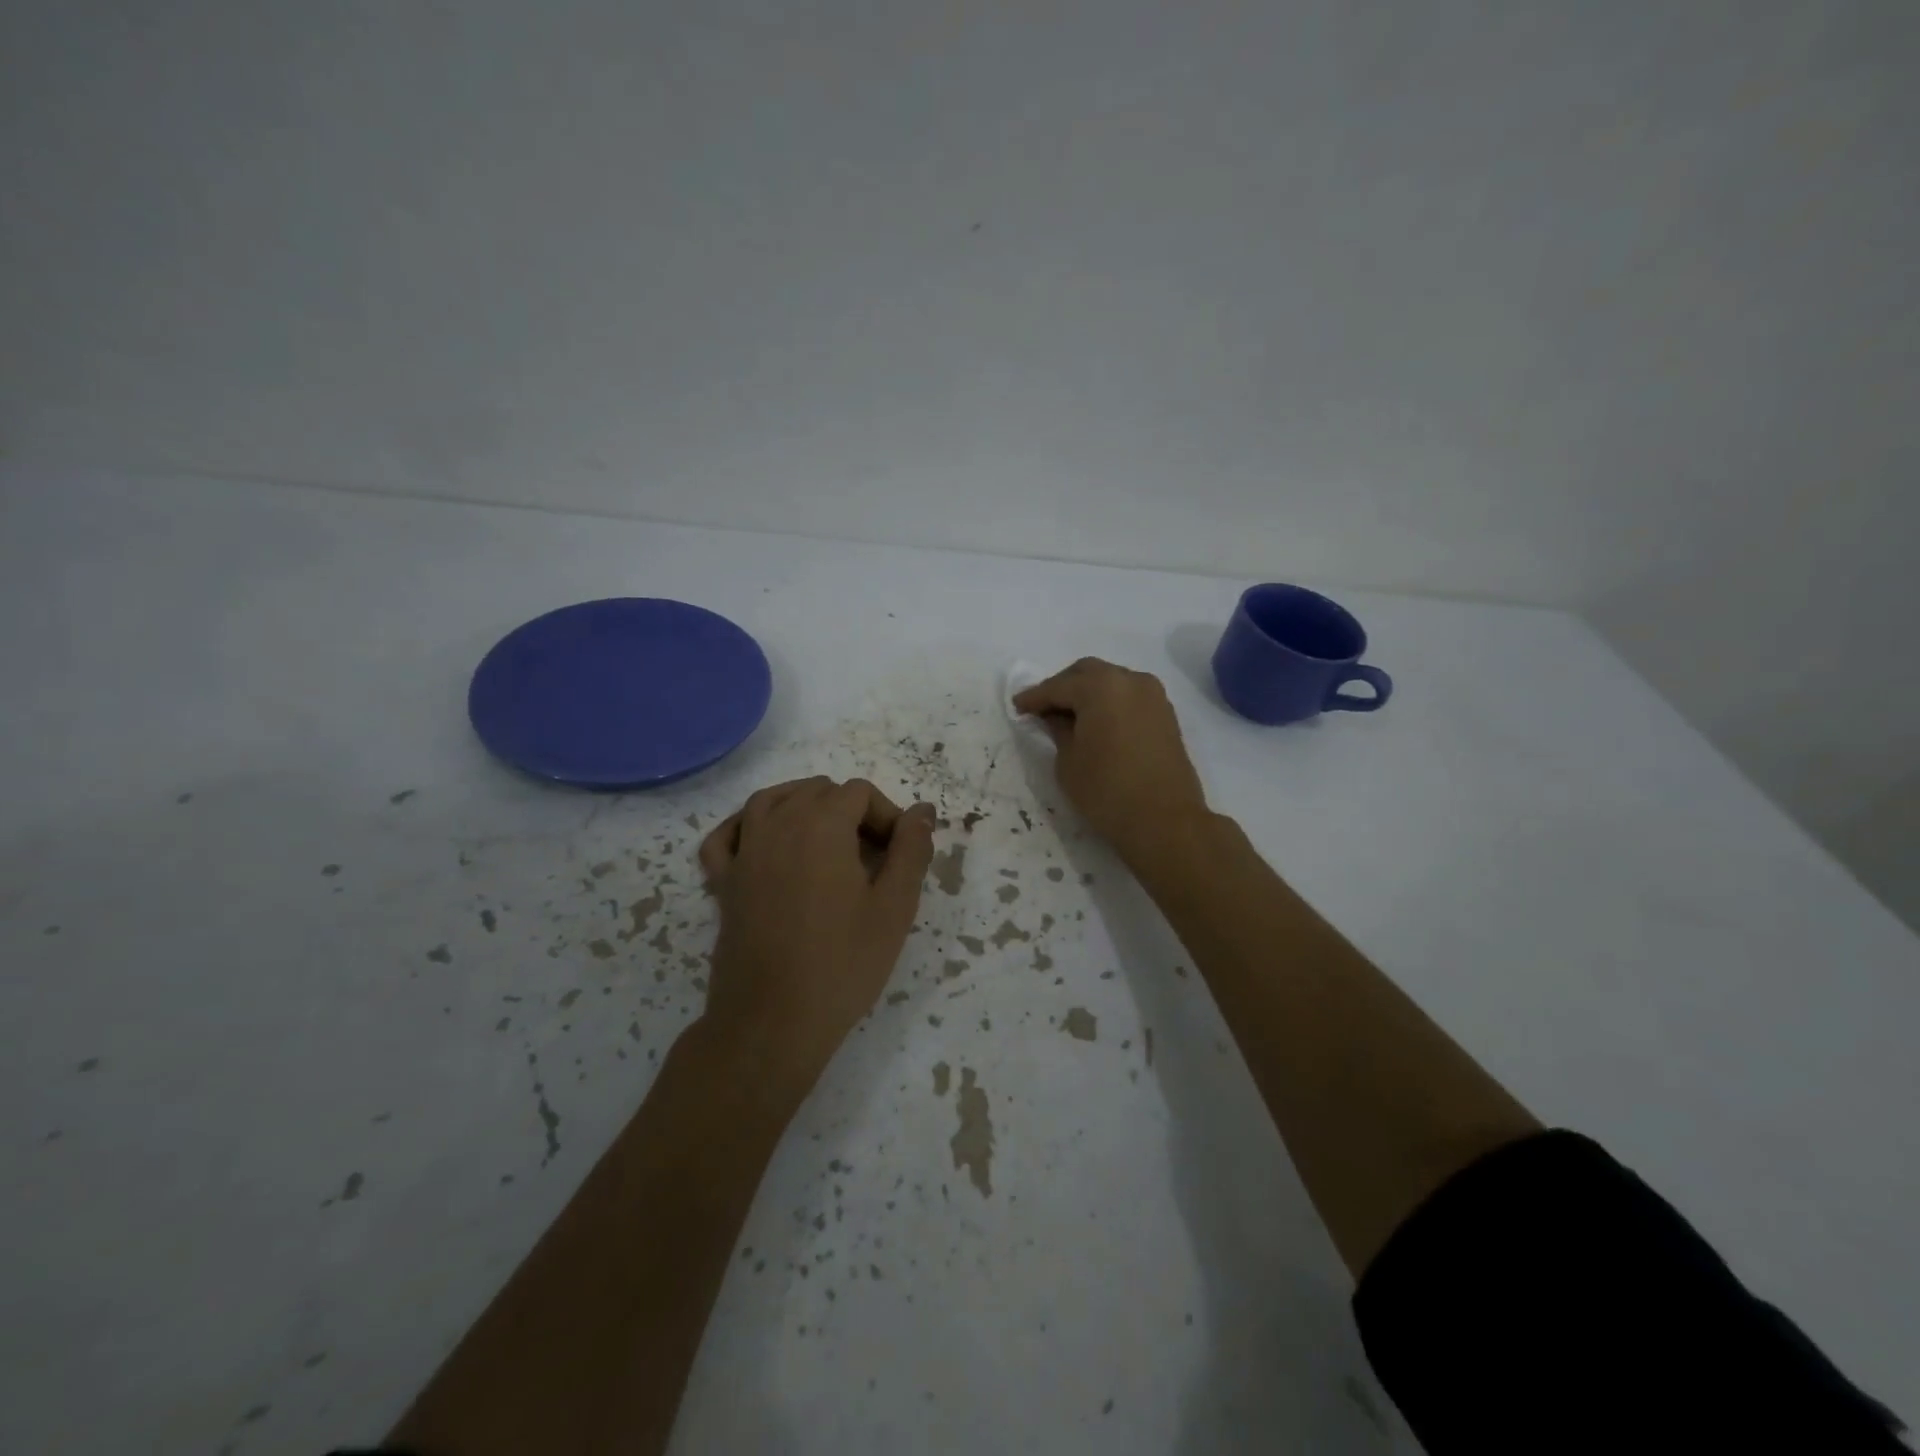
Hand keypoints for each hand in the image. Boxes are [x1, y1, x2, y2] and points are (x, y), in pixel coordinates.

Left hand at [697, 777, 935, 1092]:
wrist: (773, 1021)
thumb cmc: (842, 963)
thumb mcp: (894, 907)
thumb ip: (911, 850)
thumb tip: (922, 811)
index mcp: (821, 824)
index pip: (859, 792)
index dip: (888, 816)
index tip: (901, 856)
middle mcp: (777, 824)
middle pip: (817, 791)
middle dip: (851, 811)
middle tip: (875, 858)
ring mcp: (744, 851)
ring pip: (771, 800)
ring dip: (803, 806)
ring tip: (829, 839)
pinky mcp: (723, 881)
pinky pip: (727, 835)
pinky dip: (745, 826)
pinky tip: (765, 842)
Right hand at [1012, 658, 1209, 859]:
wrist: (1165, 820)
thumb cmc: (1106, 790)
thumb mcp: (1068, 760)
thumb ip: (1058, 730)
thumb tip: (1055, 717)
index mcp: (1100, 686)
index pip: (1058, 686)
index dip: (1034, 697)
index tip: (1017, 707)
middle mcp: (1129, 680)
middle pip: (1087, 673)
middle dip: (1062, 687)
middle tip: (1042, 708)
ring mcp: (1153, 695)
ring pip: (1111, 681)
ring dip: (1088, 692)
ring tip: (1069, 716)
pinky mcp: (1165, 714)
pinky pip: (1129, 696)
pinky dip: (1109, 702)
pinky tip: (1096, 723)